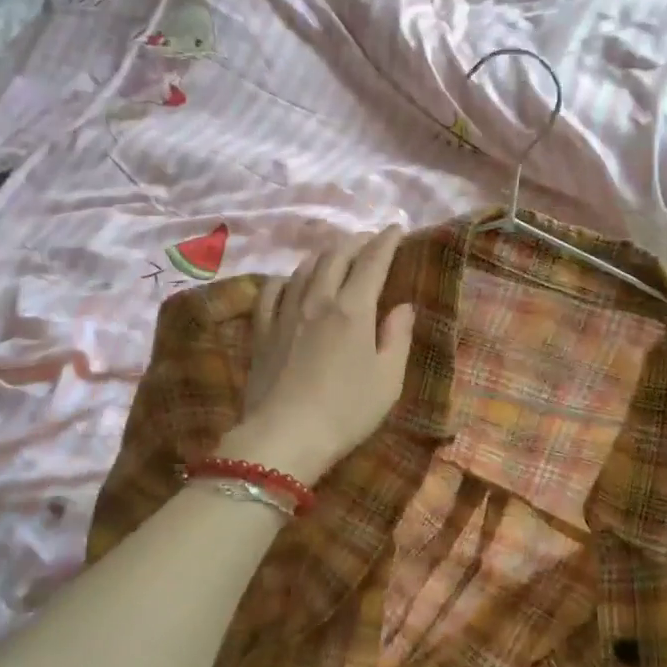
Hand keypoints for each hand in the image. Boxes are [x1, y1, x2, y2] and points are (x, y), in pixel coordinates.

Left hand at [221, 227, 415, 484]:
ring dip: (323, 254)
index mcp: (353, 309)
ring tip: (335, 255)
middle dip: (356, 242)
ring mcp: (285, 313)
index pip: (372, 261)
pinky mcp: (262, 331)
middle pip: (336, 256)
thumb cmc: (346, 411)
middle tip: (368, 240)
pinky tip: (289, 280)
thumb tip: (403, 306)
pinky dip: (285, 278)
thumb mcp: (388, 380)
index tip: (396, 228)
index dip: (386, 241)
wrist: (285, 437)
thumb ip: (397, 337)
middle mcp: (318, 299)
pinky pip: (271, 291)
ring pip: (304, 268)